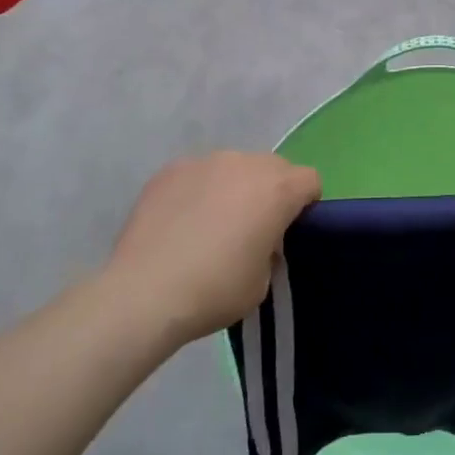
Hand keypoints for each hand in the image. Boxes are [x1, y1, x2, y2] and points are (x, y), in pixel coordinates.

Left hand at [103, 152, 320, 344]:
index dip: (305, 204)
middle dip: (270, 192)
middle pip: (273, 168)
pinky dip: (198, 191)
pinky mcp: (171, 170)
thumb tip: (259, 239)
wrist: (144, 292)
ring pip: (234, 167)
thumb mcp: (262, 281)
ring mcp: (205, 162)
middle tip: (252, 228)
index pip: (310, 180)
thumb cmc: (215, 290)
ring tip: (210, 224)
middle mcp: (245, 163)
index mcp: (278, 189)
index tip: (289, 231)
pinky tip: (181, 222)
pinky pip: (198, 174)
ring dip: (233, 187)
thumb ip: (271, 249)